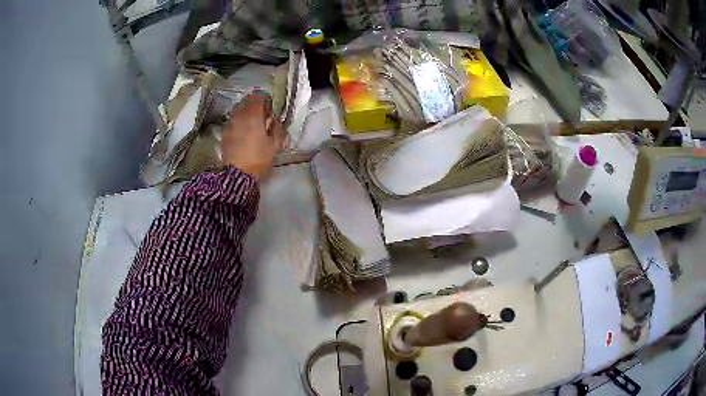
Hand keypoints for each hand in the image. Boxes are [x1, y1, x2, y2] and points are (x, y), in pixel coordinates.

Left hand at [222, 92, 287, 180]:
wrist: (237, 175)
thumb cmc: (258, 158)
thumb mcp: (275, 145)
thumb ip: (278, 129)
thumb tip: (276, 121)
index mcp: (253, 116)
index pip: (258, 97)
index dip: (264, 100)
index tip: (269, 108)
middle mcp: (239, 117)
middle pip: (246, 104)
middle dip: (254, 109)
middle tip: (261, 119)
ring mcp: (230, 126)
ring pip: (238, 115)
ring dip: (245, 118)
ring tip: (251, 129)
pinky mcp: (224, 136)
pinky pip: (232, 125)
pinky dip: (238, 127)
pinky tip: (242, 138)